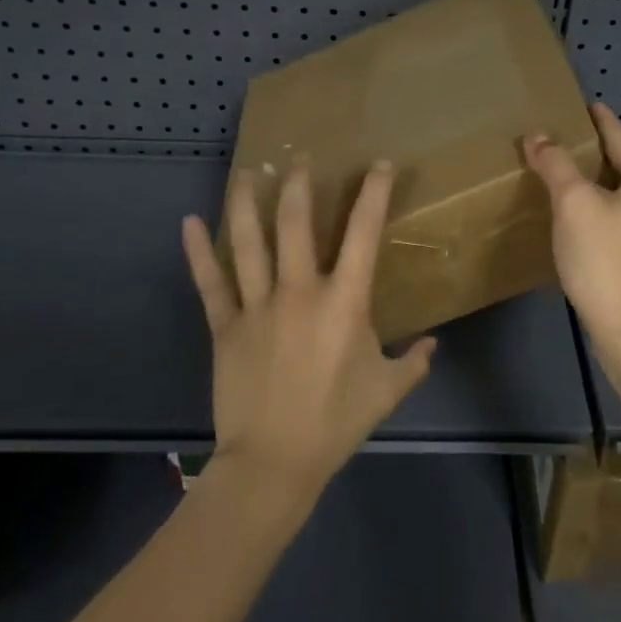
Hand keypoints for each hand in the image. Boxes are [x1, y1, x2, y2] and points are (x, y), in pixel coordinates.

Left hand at [181, 159, 435, 495]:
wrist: (273, 463)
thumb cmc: (335, 423)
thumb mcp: (386, 392)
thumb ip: (413, 363)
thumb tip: (432, 345)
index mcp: (344, 301)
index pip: (362, 232)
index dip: (373, 192)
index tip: (378, 164)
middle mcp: (299, 291)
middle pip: (296, 223)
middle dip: (299, 185)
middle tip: (299, 158)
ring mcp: (257, 306)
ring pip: (248, 242)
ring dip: (245, 202)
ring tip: (247, 171)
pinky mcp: (225, 326)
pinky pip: (210, 282)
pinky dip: (198, 251)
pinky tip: (188, 221)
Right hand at [523, 103, 620, 360]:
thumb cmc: (606, 261)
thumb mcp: (574, 205)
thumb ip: (556, 164)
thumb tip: (538, 136)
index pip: (619, 136)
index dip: (597, 119)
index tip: (580, 104)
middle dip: (593, 155)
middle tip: (558, 146)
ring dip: (597, 187)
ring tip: (565, 183)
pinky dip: (603, 214)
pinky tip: (582, 225)